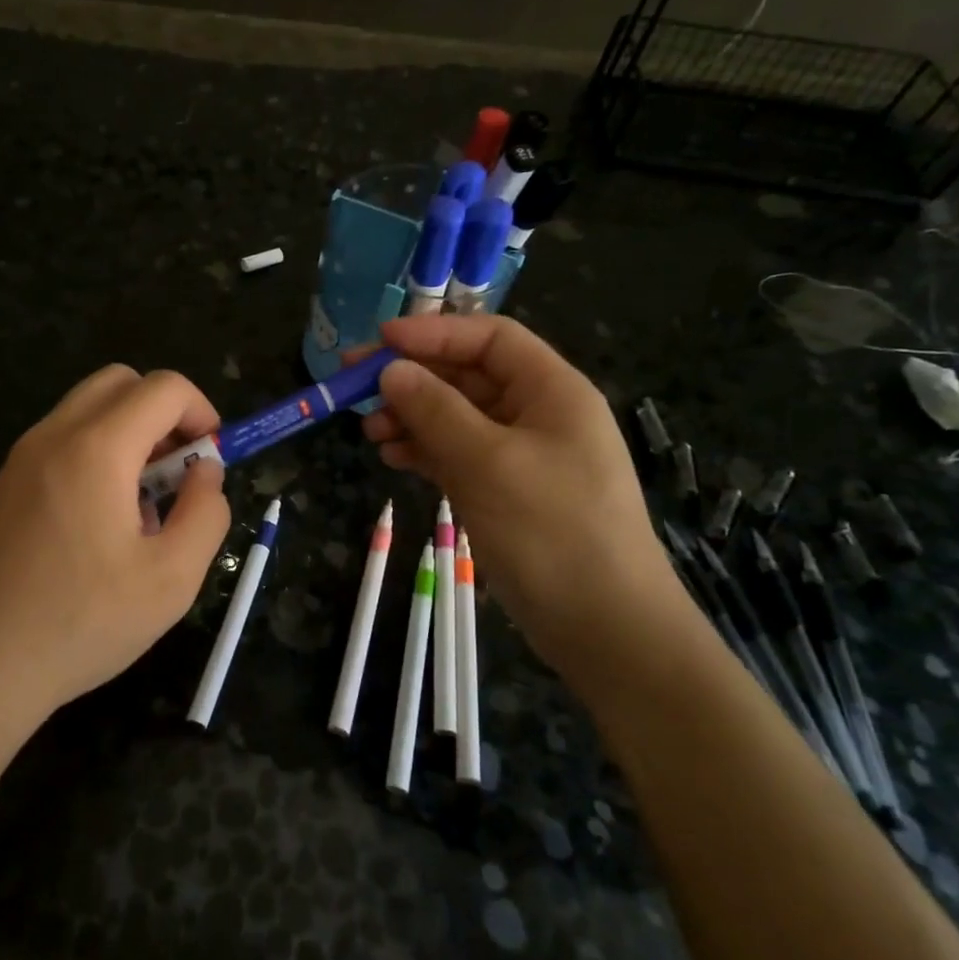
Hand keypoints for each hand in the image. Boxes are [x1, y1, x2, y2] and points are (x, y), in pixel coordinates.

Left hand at [0, 366, 230, 732]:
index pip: (164, 387)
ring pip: (87, 412)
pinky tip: (96, 530)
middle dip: (163, 414)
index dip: (202, 412)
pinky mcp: (0, 489)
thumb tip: (206, 472)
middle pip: (120, 383)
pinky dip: (94, 458)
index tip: (212, 461)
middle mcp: (52, 437)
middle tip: (178, 473)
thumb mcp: (172, 579)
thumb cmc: (79, 623)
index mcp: (96, 448)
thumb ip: (206, 513)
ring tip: (140, 511)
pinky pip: (59, 446)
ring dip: (129, 437)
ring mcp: (18, 460)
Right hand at [362, 316, 682, 682]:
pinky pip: (460, 455)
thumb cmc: (552, 530)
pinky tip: (394, 458)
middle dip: (413, 378)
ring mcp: (522, 456)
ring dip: (413, 417)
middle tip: (354, 385)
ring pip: (458, 418)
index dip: (433, 333)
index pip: (489, 339)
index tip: (379, 343)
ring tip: (370, 432)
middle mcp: (538, 414)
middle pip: (468, 377)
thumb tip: (392, 371)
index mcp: (552, 390)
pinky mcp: (508, 492)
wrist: (604, 626)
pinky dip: (426, 452)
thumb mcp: (488, 462)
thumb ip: (436, 411)